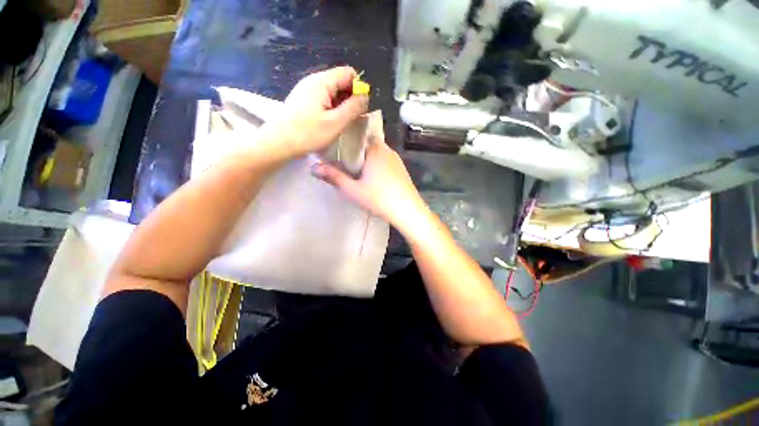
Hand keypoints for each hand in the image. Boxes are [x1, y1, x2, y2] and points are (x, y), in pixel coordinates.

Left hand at [263, 66, 368, 157]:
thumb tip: (365, 96)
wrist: (279, 143)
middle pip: (340, 81)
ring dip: (341, 105)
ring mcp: (306, 90)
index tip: (359, 108)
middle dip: (350, 98)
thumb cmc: (308, 134)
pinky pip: (323, 98)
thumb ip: (353, 108)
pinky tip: (329, 122)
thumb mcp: (336, 122)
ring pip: (332, 91)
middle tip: (351, 119)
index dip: (358, 88)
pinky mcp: (303, 100)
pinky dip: (331, 108)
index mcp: (322, 81)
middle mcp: (313, 80)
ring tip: (340, 123)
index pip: (348, 73)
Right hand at [311, 137, 429, 234]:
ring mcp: (396, 159)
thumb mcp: (353, 190)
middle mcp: (387, 149)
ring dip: (366, 157)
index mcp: (374, 149)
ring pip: (377, 152)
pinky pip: (385, 160)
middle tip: (343, 160)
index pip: (357, 134)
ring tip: (355, 168)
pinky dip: (376, 163)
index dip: (345, 139)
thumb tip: (313, 167)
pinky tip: (372, 176)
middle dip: (355, 149)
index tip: (336, 146)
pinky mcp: (401, 168)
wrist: (408, 211)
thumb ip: (334, 177)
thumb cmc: (379, 198)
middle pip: (367, 143)